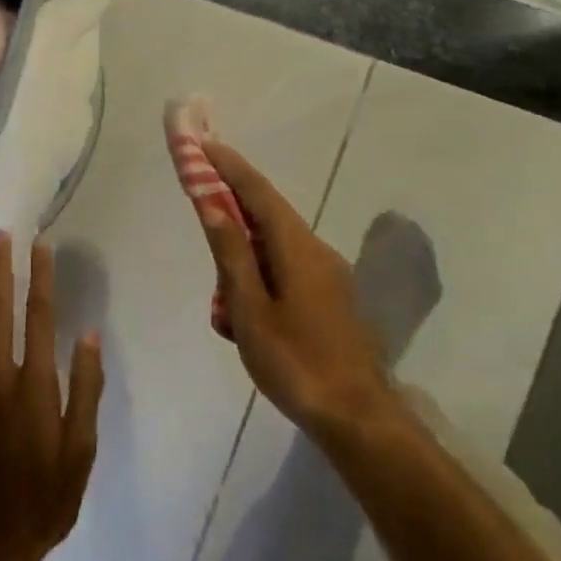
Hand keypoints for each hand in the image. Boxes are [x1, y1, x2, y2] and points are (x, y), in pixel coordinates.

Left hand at [0, 232, 103, 560]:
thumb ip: (85, 390)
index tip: (40, 246)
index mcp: (35, 386)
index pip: (38, 318)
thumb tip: (87, 335)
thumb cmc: (47, 495)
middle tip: (2, 235)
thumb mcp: (81, 449)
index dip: (40, 279)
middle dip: (2, 270)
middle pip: (0, 311)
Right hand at [199, 142, 395, 437]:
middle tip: (203, 223)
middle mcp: (316, 250)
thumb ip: (231, 254)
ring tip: (225, 312)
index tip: (204, 143)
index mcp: (297, 247)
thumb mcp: (250, 310)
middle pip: (267, 216)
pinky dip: (261, 279)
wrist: (357, 417)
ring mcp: (328, 275)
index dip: (230, 166)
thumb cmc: (295, 363)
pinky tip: (247, 321)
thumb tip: (213, 205)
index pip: (258, 191)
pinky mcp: (331, 298)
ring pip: (275, 248)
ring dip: (244, 259)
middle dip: (232, 214)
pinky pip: (287, 271)